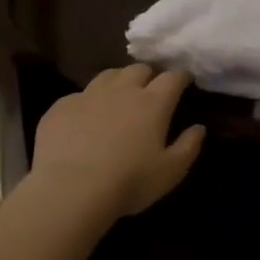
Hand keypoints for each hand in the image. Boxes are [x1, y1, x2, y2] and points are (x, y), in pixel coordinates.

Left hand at [31, 65, 205, 216]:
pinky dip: (89, 102)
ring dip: (119, 81)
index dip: (181, 77)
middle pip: (139, 69)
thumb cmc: (129, 181)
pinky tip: (86, 119)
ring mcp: (88, 95)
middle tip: (150, 92)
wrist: (70, 190)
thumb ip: (189, 146)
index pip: (173, 77)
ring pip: (109, 75)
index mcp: (153, 102)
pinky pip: (79, 95)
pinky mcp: (61, 107)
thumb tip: (198, 128)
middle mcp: (122, 90)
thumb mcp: (171, 171)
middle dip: (149, 76)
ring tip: (119, 97)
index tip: (185, 82)